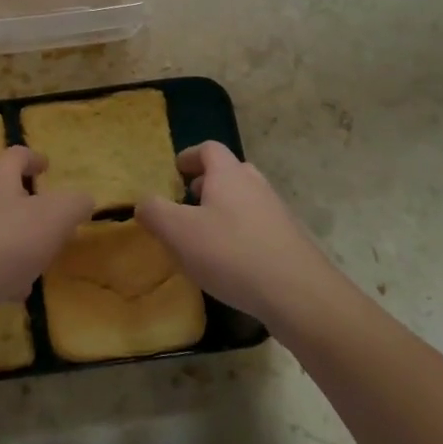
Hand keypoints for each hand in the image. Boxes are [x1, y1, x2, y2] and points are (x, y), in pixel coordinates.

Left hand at [0, 147, 94, 334]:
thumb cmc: (4, 244)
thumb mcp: (54, 218)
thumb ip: (74, 204)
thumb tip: (82, 199)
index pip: (15, 156)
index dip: (33, 158)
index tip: (47, 165)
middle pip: (3, 192)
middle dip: (29, 205)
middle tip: (52, 219)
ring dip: (18, 242)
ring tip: (40, 261)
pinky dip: (3, 272)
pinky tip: (16, 292)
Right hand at [137, 141, 341, 328]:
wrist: (299, 294)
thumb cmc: (231, 253)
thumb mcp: (178, 232)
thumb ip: (154, 212)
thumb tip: (143, 202)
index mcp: (228, 174)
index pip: (209, 149)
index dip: (189, 156)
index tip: (175, 171)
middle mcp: (255, 185)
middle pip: (230, 172)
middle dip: (207, 183)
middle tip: (188, 202)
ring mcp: (277, 212)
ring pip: (245, 200)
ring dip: (224, 209)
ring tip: (205, 235)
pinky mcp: (290, 241)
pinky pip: (259, 226)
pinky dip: (241, 233)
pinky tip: (231, 262)